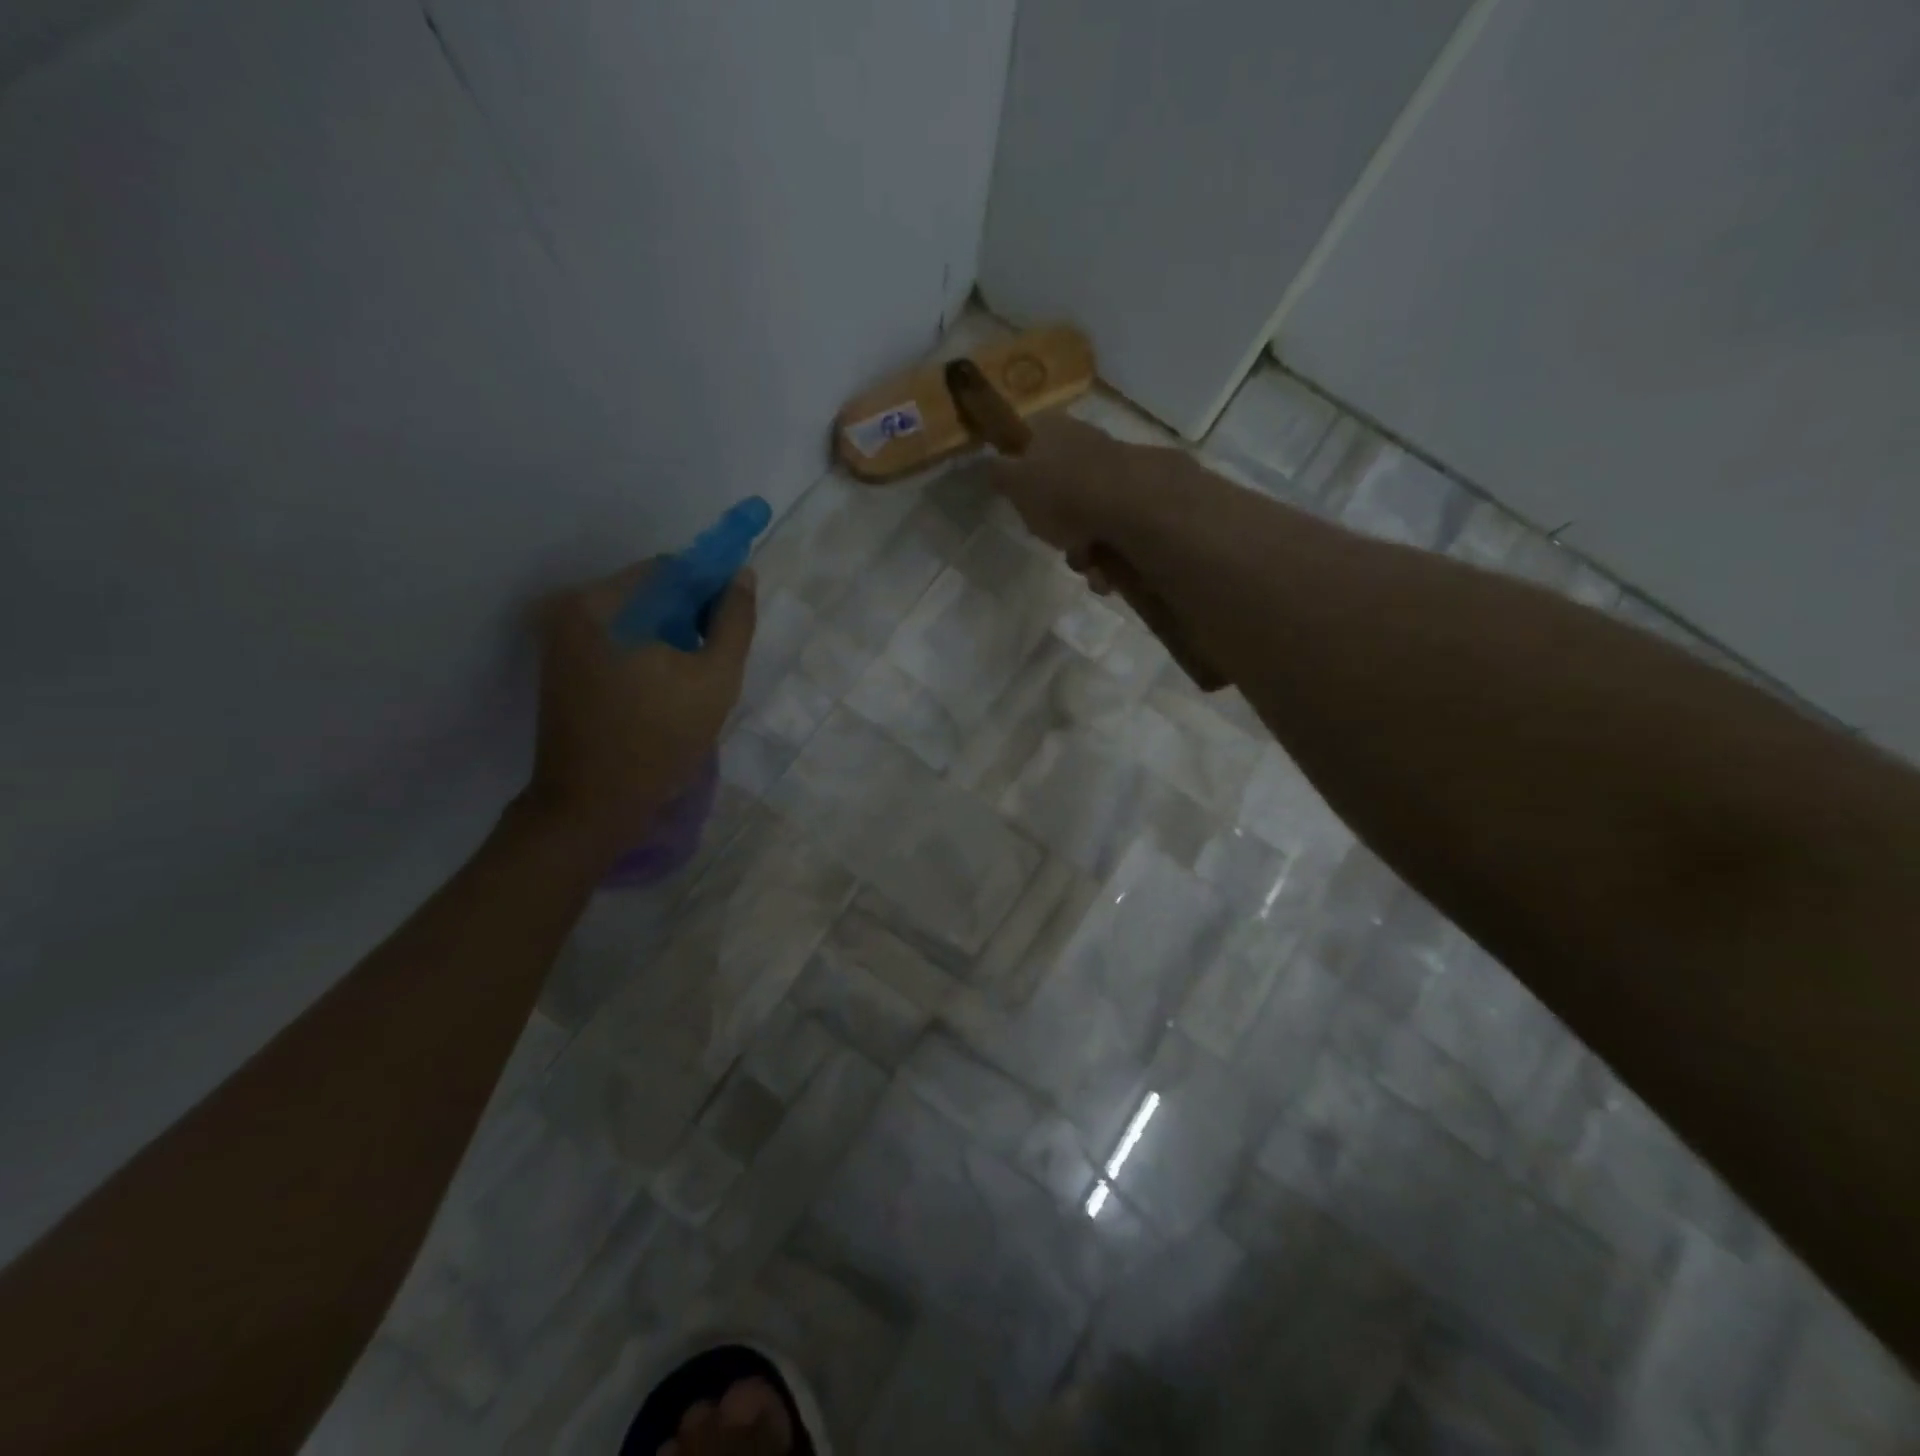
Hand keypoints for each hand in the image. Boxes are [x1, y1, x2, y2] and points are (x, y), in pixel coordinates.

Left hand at [521, 559, 756, 864]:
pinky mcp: (560, 666)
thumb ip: (735, 622)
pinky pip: (615, 640)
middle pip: (649, 592)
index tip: (732, 625)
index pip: (670, 570)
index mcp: (602, 603)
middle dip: (689, 616)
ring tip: (692, 678)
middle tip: (716, 657)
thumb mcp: (715, 679)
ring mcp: (559, 638)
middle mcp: (571, 608)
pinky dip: (645, 652)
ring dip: (669, 635)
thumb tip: (742, 576)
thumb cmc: (660, 740)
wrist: (593, 805)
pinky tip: (664, 687)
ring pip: (634, 619)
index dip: (710, 589)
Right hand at [983, 414, 1177, 589]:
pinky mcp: (1143, 500)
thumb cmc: (1062, 492)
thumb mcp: (1015, 483)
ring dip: (1082, 550)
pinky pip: (1114, 533)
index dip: (1023, 476)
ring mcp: (1117, 471)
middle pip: (1060, 490)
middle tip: (1055, 541)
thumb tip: (993, 465)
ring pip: (1087, 517)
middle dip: (1056, 527)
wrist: (1130, 506)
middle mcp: (1086, 443)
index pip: (1029, 443)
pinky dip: (1107, 557)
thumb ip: (999, 474)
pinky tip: (1105, 572)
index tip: (1024, 504)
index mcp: (1053, 430)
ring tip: (1087, 564)